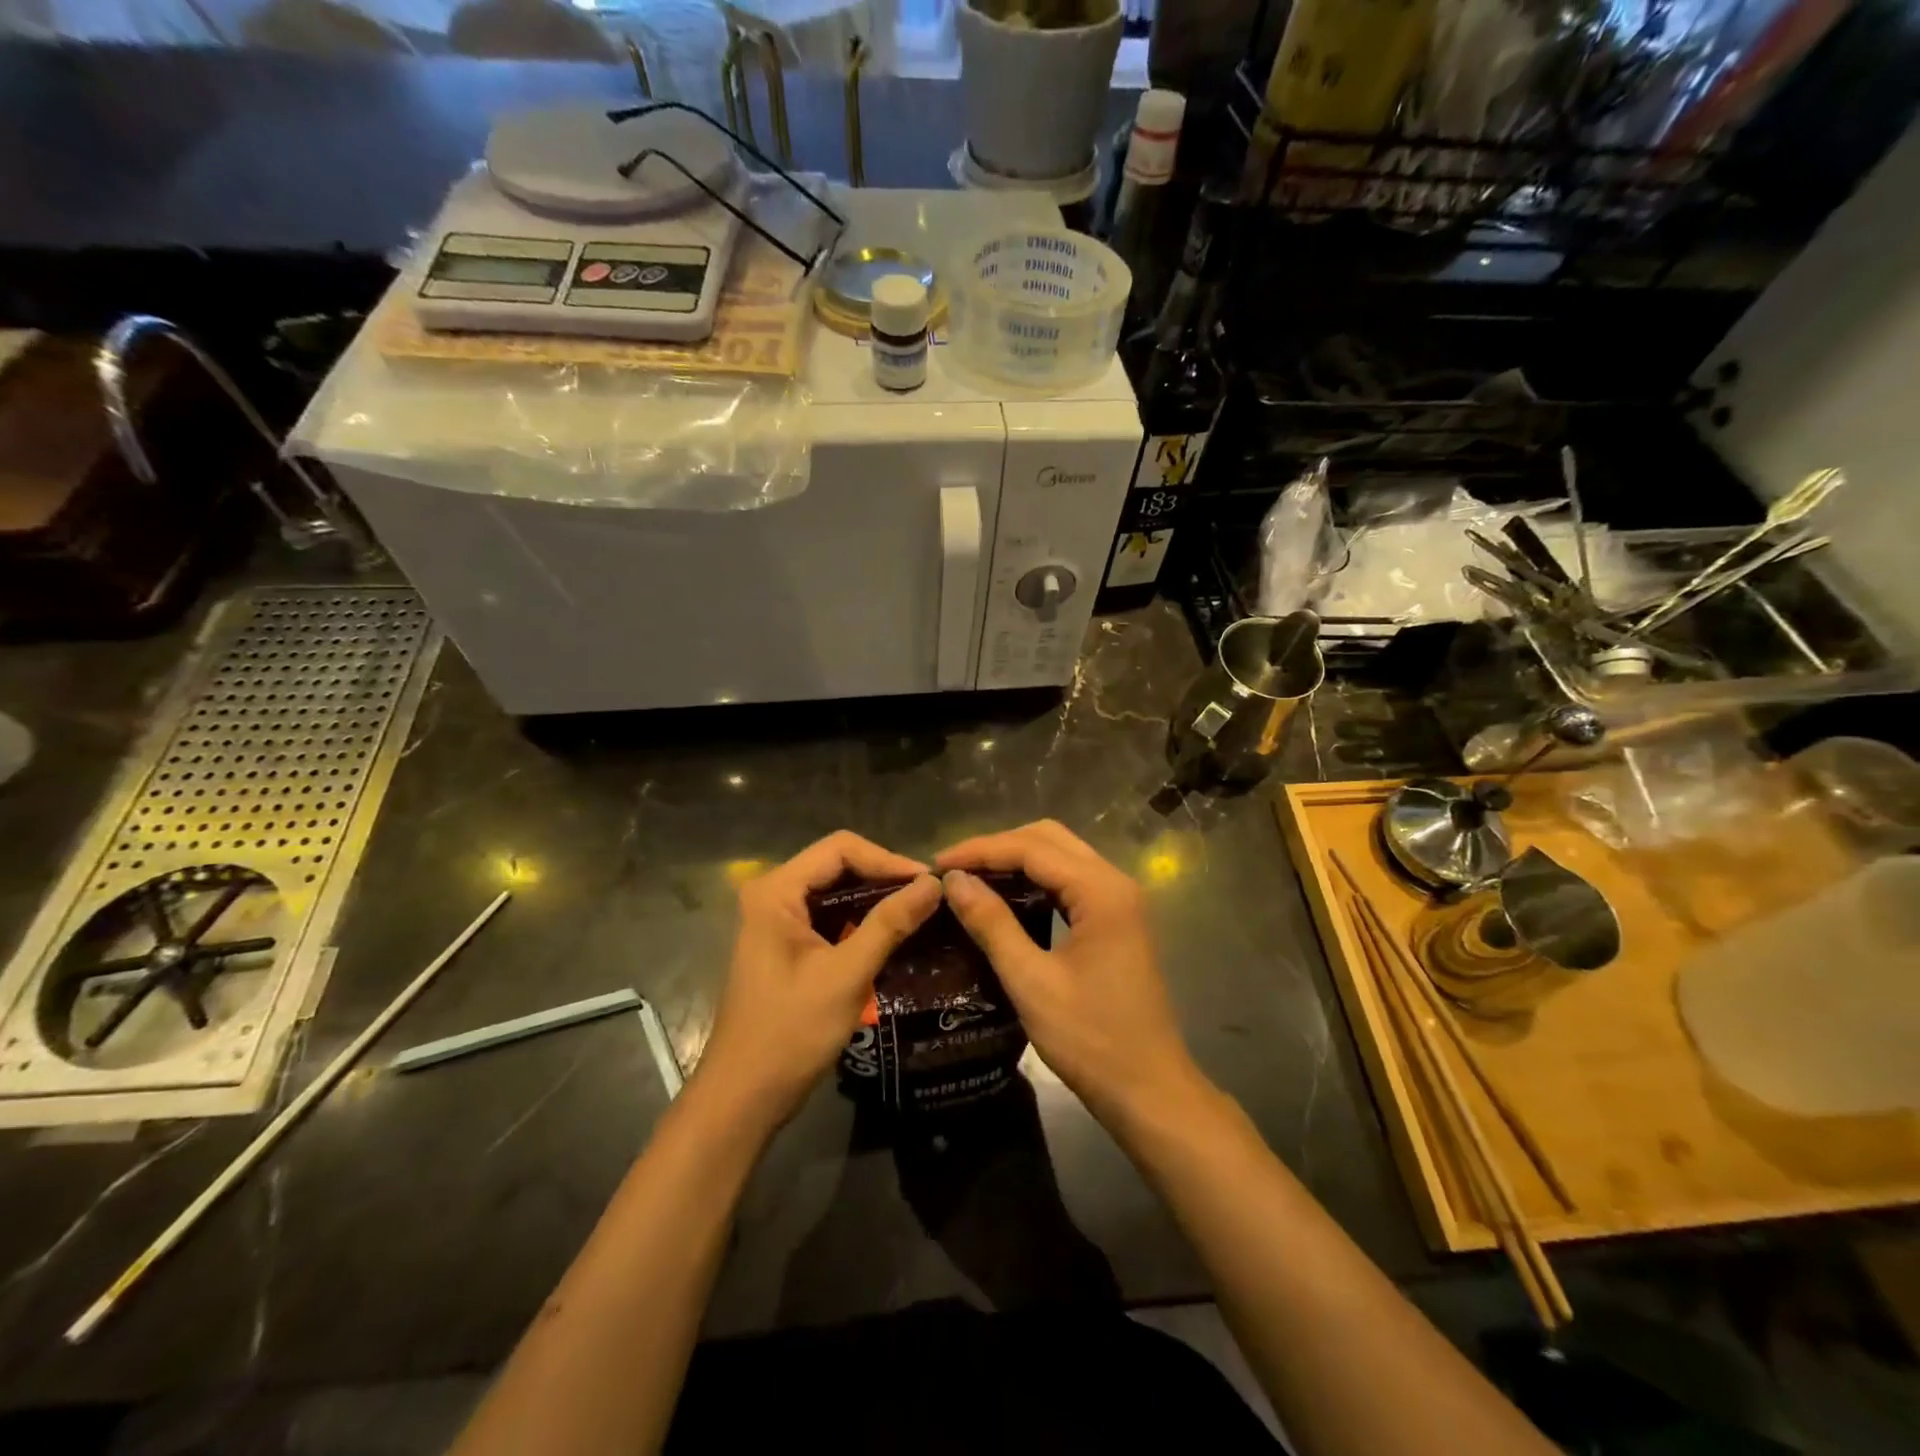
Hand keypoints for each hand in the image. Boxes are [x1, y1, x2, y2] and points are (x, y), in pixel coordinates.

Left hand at [697, 831, 941, 1131]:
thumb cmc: (790, 1033)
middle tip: (929, 897)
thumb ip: (890, 924)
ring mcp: (777, 919)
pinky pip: (829, 916)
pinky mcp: (786, 943)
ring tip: (919, 912)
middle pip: (838, 865)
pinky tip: (893, 934)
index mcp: (776, 891)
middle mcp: (773, 894)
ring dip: (875, 899)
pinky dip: (861, 920)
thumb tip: (934, 884)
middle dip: (884, 877)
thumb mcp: (846, 975)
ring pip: (836, 891)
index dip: (887, 859)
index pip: (841, 849)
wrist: (744, 1097)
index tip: (927, 883)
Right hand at [937, 821, 1203, 1127]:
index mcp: (1101, 891)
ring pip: (1061, 856)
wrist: (1149, 1091)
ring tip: (970, 879)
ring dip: (1016, 860)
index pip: (1032, 848)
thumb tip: (954, 881)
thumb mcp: (1032, 983)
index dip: (980, 851)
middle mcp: (1115, 883)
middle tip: (953, 870)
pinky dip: (1035, 880)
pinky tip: (1006, 897)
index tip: (936, 865)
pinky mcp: (1117, 920)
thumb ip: (992, 925)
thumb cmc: (1091, 1040)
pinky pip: (1070, 881)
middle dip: (997, 847)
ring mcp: (1120, 900)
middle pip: (1049, 839)